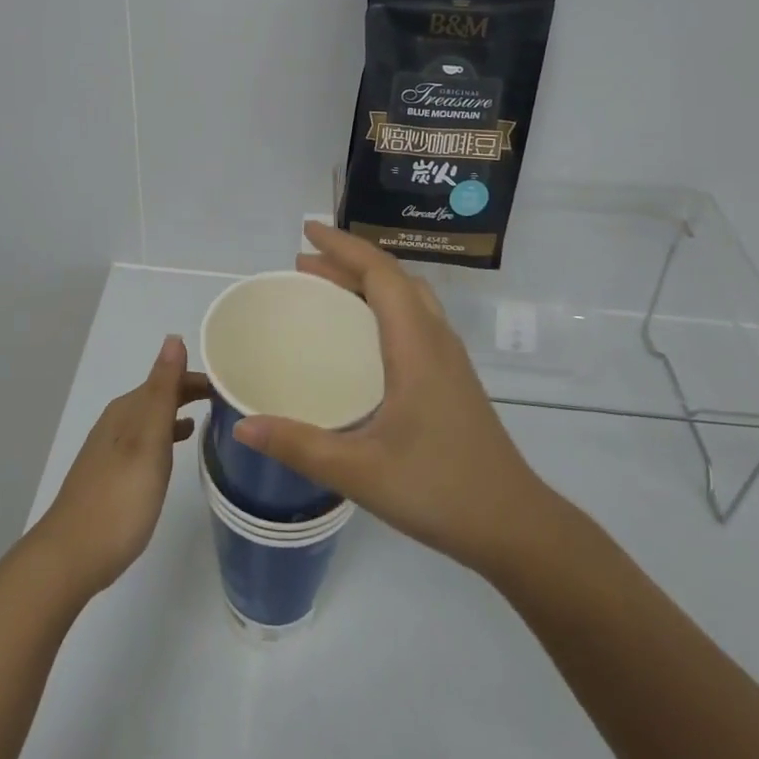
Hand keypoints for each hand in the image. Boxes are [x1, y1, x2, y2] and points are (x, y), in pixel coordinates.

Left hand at [29, 335, 208, 597]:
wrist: (72, 555)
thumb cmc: (119, 498)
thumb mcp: (147, 439)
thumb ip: (162, 390)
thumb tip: (173, 338)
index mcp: (127, 410)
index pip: (168, 378)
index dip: (198, 378)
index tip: (232, 383)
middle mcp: (117, 422)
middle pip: (159, 396)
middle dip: (191, 392)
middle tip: (229, 400)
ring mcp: (111, 450)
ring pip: (152, 419)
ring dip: (179, 412)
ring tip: (211, 418)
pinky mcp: (112, 475)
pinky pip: (146, 441)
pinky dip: (166, 436)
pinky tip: (176, 449)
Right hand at [235, 224, 564, 575]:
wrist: (515, 527)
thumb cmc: (440, 490)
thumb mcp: (360, 472)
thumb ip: (299, 446)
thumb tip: (242, 426)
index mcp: (417, 345)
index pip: (380, 273)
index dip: (343, 245)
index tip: (306, 231)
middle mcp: (436, 340)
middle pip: (394, 278)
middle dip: (348, 261)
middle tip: (303, 263)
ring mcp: (449, 360)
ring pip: (408, 297)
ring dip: (368, 282)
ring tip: (327, 288)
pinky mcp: (453, 379)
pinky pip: (415, 319)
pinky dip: (383, 306)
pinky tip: (362, 337)